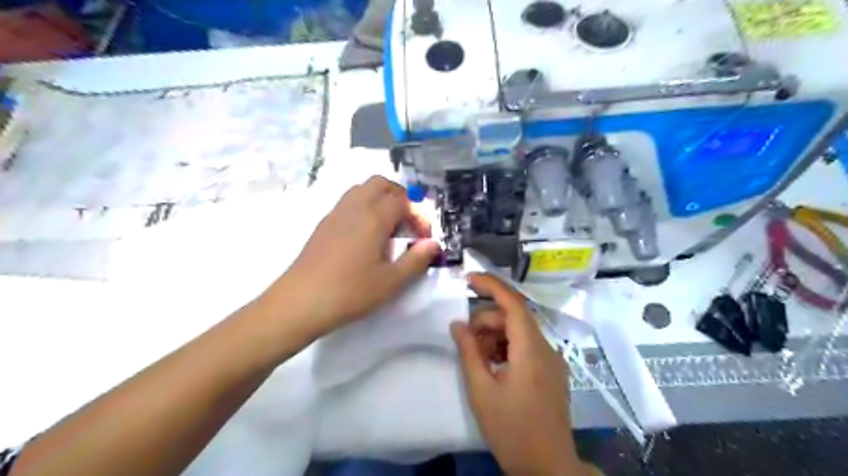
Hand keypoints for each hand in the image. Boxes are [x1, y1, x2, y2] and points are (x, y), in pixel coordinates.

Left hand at [272, 177, 443, 336]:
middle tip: (406, 222)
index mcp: (373, 218)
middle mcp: (354, 208)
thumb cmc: (350, 292)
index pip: (402, 201)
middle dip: (399, 196)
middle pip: (380, 183)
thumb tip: (433, 244)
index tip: (422, 237)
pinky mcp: (323, 225)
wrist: (299, 302)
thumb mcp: (390, 282)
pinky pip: (347, 202)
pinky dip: (362, 207)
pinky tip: (364, 236)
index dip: (417, 215)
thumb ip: (415, 260)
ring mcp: (335, 214)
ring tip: (387, 228)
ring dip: (379, 199)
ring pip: (361, 190)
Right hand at [450, 273, 583, 475]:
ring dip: (495, 336)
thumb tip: (457, 324)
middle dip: (486, 321)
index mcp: (530, 349)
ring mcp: (551, 360)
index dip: (491, 286)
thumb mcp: (482, 390)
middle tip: (465, 340)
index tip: (468, 279)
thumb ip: (469, 352)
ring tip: (477, 357)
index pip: (513, 303)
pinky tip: (493, 366)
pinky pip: (526, 347)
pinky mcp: (551, 372)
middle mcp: (546, 348)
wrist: (548, 468)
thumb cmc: (512, 429)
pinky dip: (507, 348)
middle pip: (514, 318)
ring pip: (519, 332)